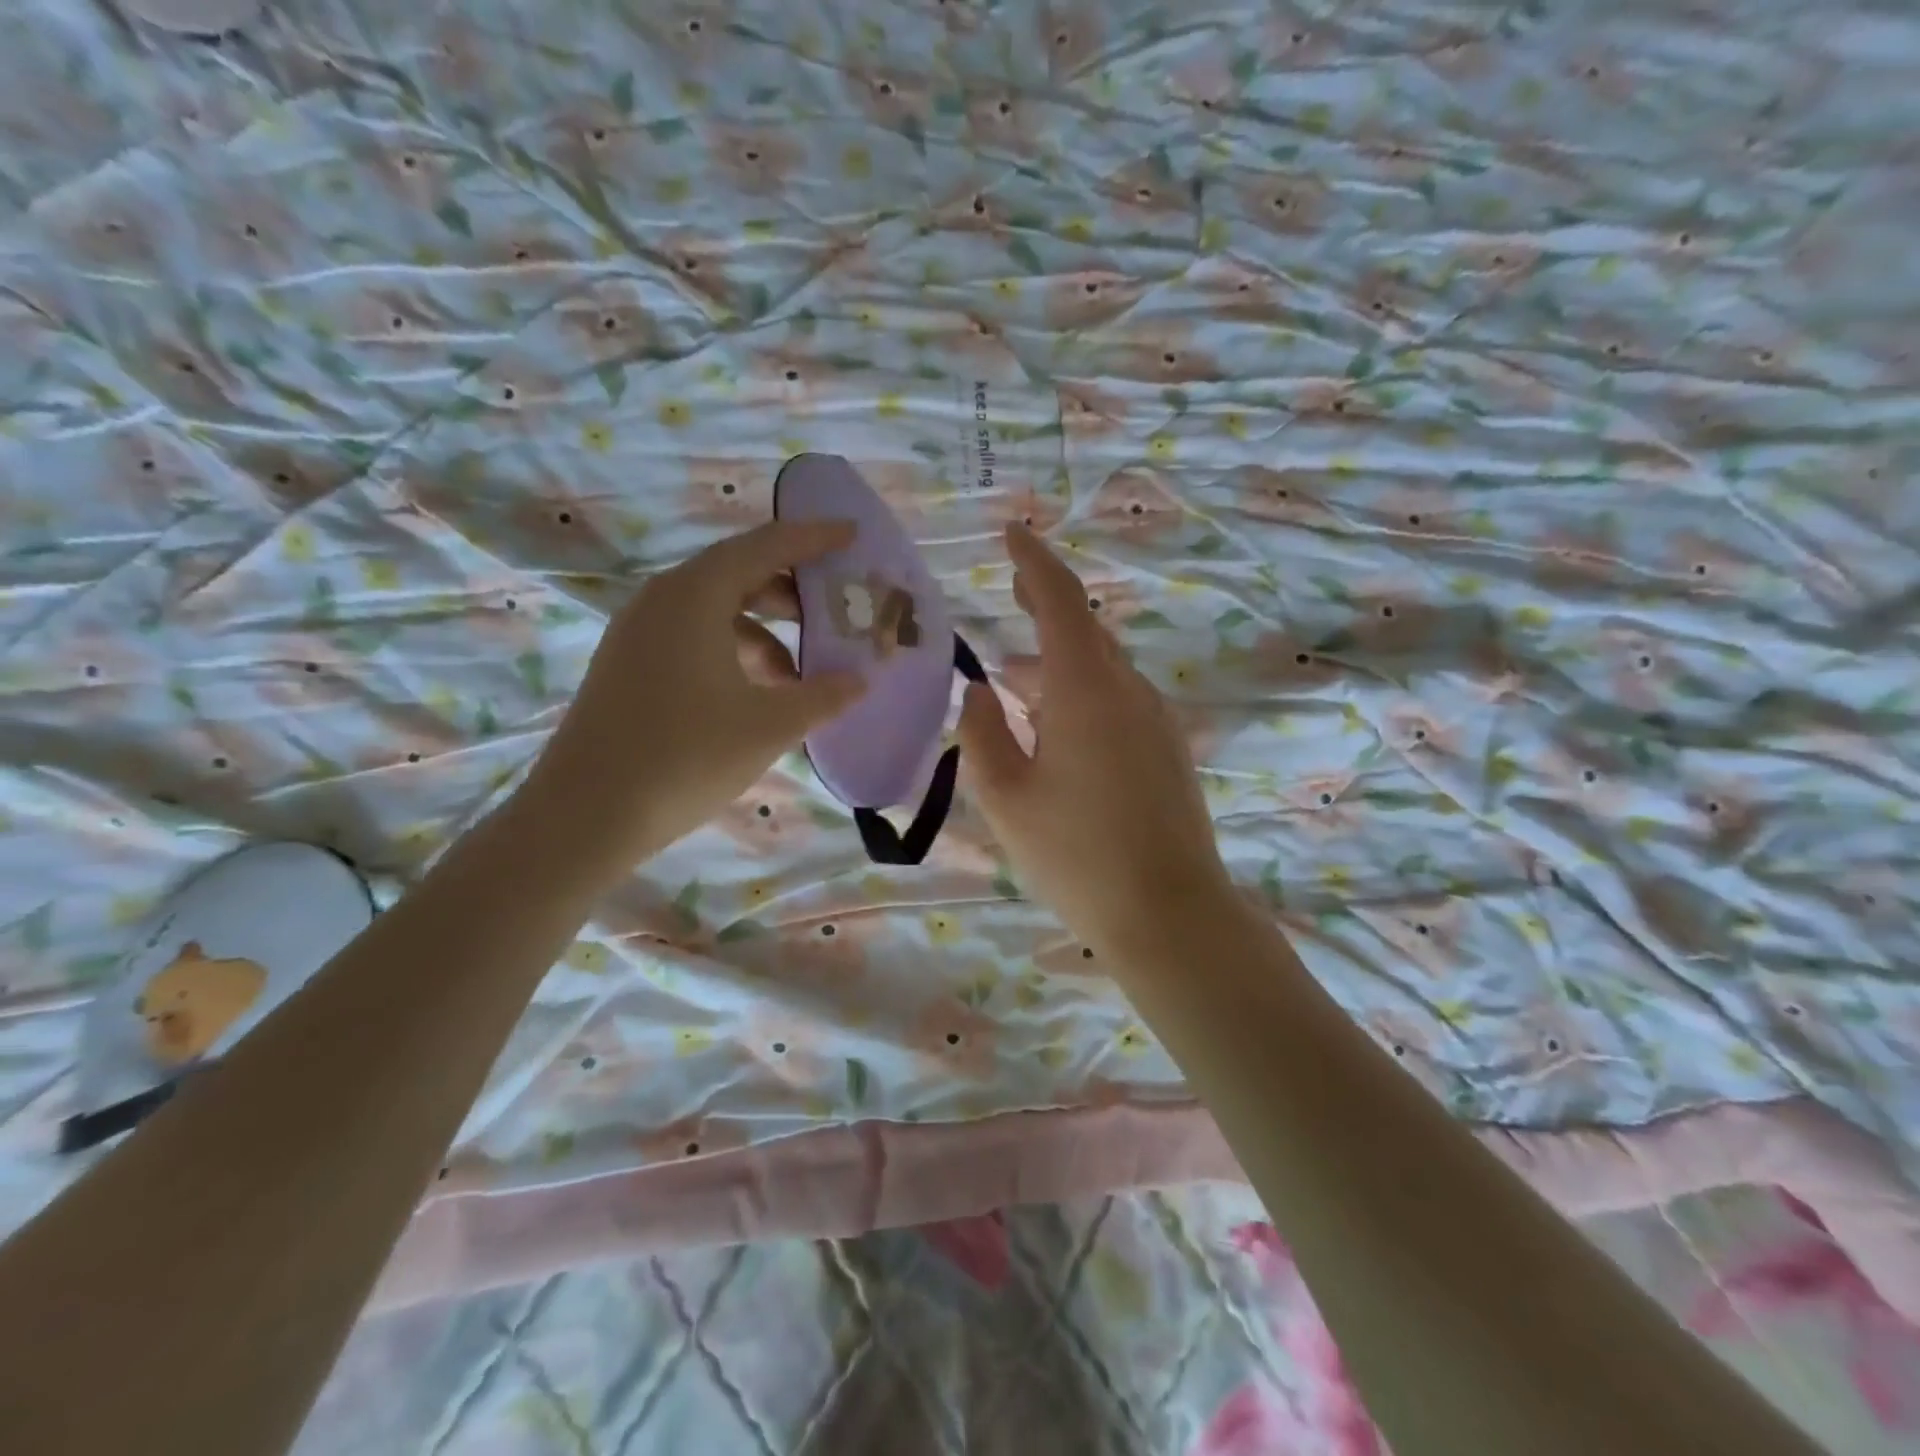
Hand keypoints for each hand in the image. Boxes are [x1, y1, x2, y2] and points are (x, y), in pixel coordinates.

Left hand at [524, 520, 864, 874]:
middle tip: (834, 610)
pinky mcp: (629, 664)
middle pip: (738, 573)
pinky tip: (757, 695)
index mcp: (694, 596)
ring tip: (801, 674)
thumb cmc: (686, 757)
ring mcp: (638, 633)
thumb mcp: (769, 725)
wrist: (585, 815)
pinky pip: (693, 638)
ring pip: (716, 611)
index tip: (852, 534)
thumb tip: (859, 680)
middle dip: (791, 590)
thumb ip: (823, 696)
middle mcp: (662, 600)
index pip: (764, 546)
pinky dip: (734, 653)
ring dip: (764, 632)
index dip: (813, 537)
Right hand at [958, 523, 1235, 958]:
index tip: (1012, 533)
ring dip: (1059, 661)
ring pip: (1102, 668)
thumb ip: (982, 735)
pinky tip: (1056, 725)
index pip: (1060, 602)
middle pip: (1085, 630)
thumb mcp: (1006, 798)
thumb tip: (979, 691)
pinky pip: (1119, 700)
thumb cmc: (1076, 856)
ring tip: (1015, 678)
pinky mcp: (1168, 750)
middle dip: (1046, 606)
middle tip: (1012, 591)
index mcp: (1087, 691)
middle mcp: (1129, 691)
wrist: (1170, 914)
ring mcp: (1156, 720)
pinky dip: (1082, 692)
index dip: (1034, 563)